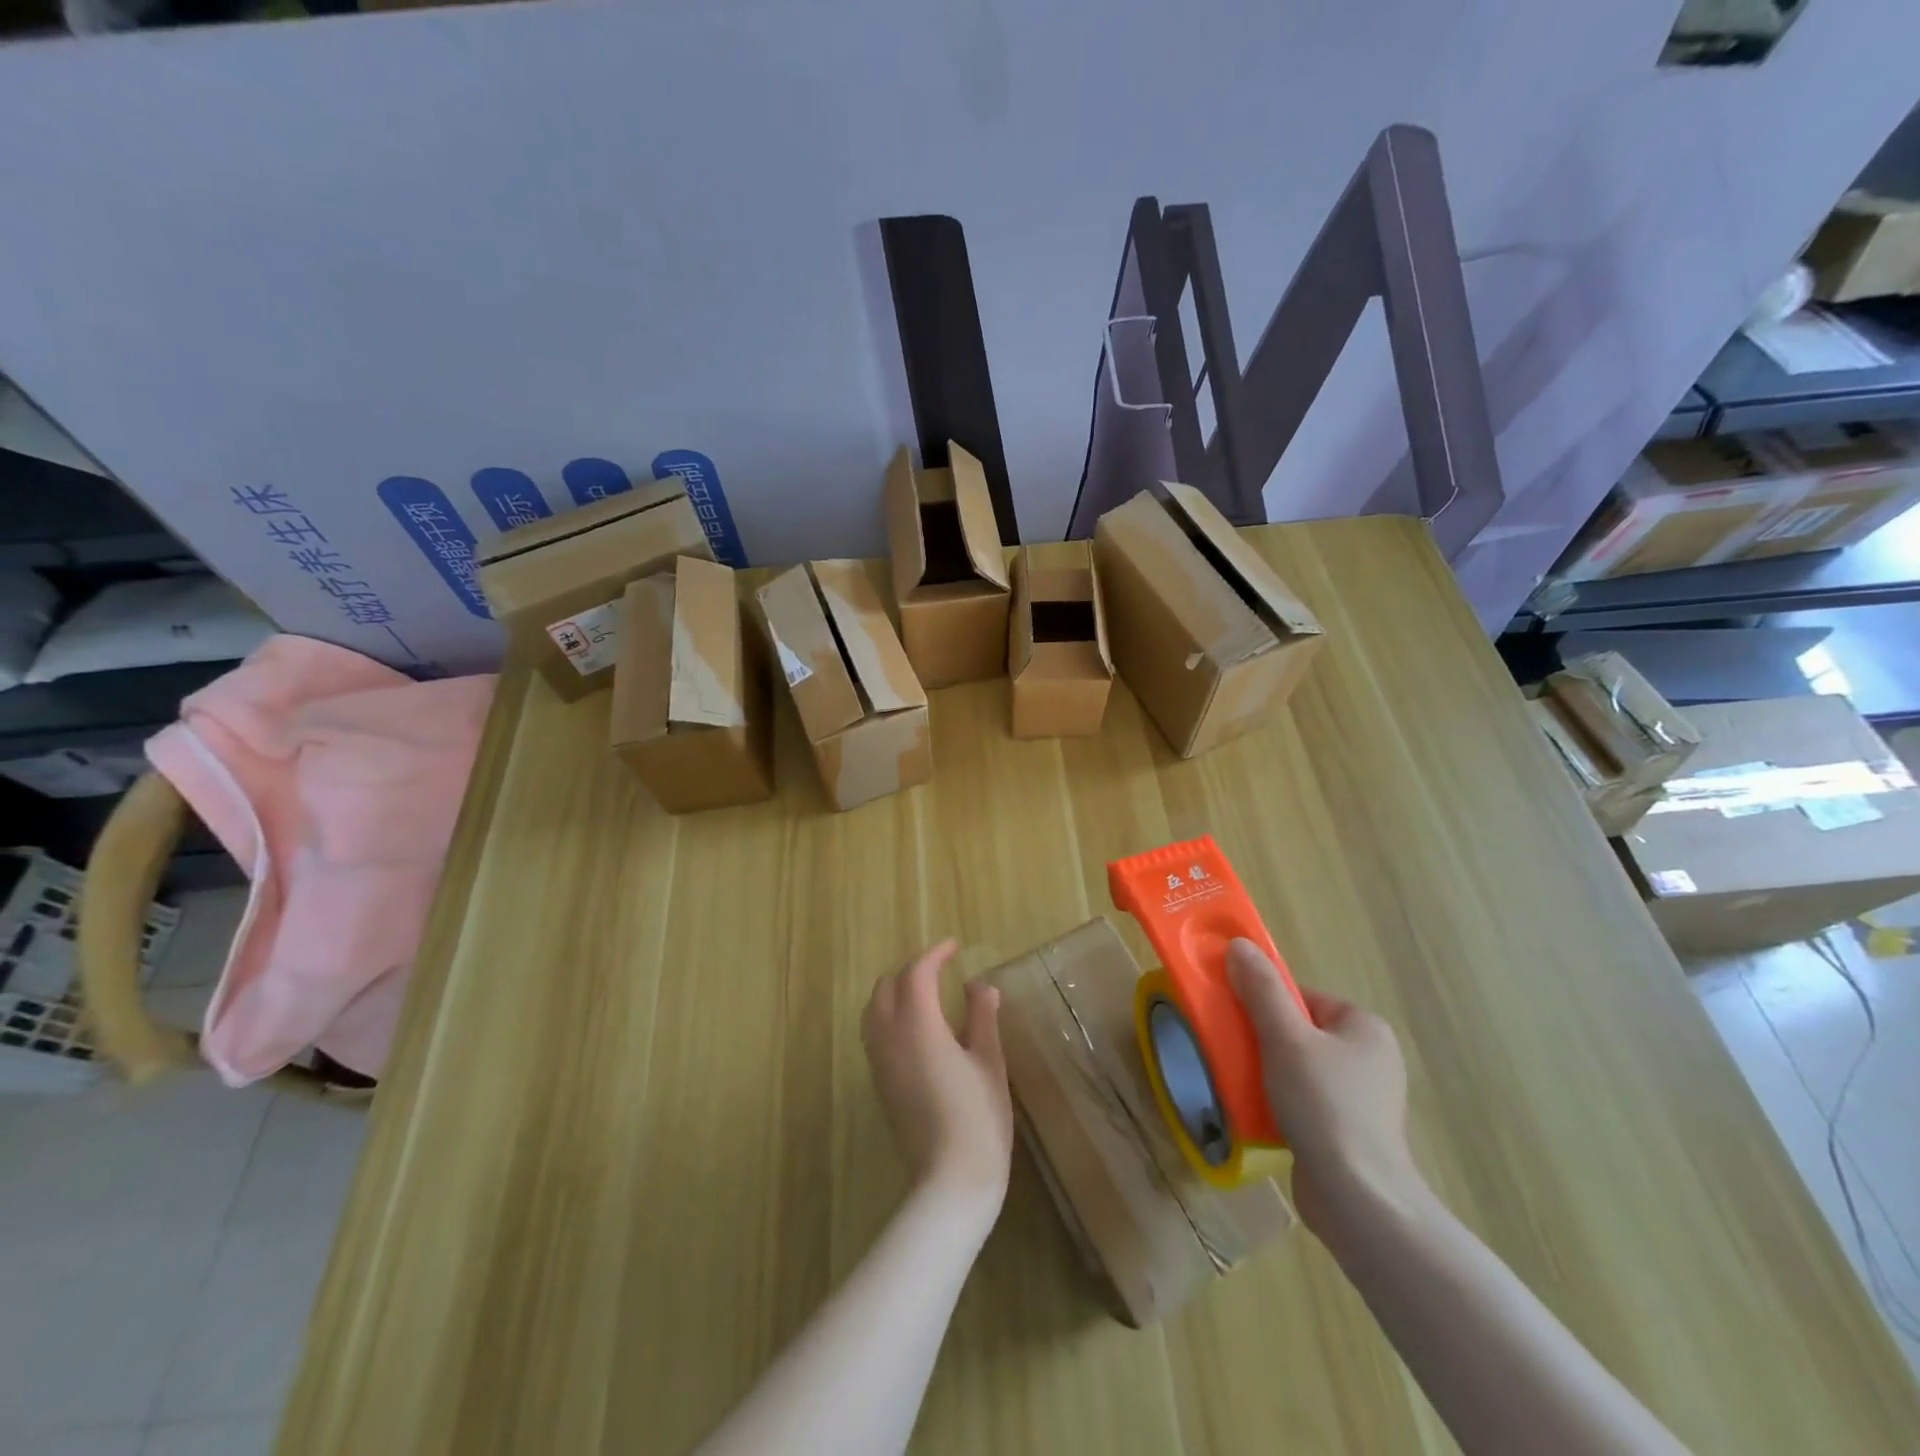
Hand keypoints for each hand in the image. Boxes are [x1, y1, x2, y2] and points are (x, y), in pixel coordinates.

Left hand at [861, 939, 1013, 1223]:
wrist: (950, 1180)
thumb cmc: (978, 1117)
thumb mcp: (989, 1061)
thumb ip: (981, 1017)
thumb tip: (980, 985)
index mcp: (918, 1025)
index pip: (917, 973)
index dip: (934, 954)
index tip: (953, 946)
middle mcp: (890, 1036)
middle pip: (888, 986)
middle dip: (912, 969)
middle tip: (941, 968)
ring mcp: (879, 1061)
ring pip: (874, 1008)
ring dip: (895, 990)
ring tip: (925, 991)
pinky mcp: (879, 1083)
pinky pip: (873, 1031)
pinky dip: (888, 1013)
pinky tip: (914, 1026)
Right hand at [1226, 939, 1426, 1243]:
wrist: (1358, 1200)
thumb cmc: (1324, 1105)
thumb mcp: (1285, 1038)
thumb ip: (1261, 989)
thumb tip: (1238, 944)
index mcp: (1364, 1027)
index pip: (1302, 996)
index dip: (1265, 1001)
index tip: (1235, 1017)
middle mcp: (1369, 1057)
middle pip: (1298, 1031)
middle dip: (1262, 1039)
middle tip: (1232, 1048)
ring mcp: (1362, 1099)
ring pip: (1298, 1067)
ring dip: (1266, 1072)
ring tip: (1238, 1081)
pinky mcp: (1349, 1133)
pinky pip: (1304, 1102)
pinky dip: (1279, 1102)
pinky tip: (1257, 1113)